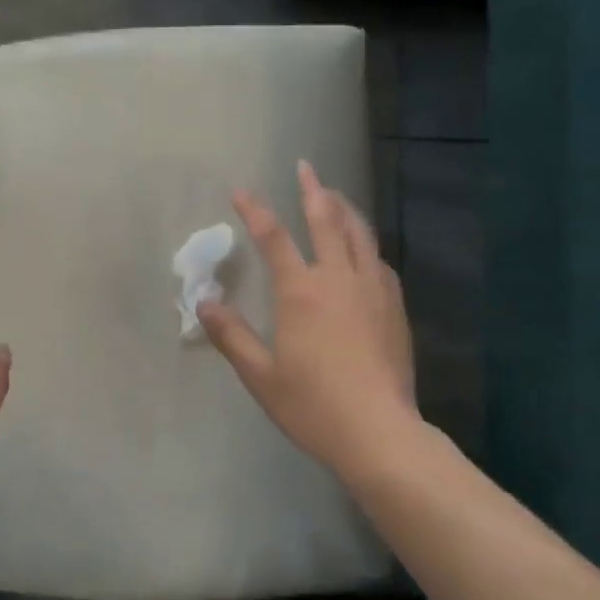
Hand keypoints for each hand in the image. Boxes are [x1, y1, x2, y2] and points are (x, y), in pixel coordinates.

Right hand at [198, 161, 417, 477]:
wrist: (378, 431)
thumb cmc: (312, 405)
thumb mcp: (260, 375)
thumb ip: (231, 335)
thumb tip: (204, 303)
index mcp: (301, 292)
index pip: (274, 239)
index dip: (255, 211)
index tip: (240, 190)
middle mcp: (339, 279)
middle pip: (327, 222)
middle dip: (313, 191)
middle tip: (306, 167)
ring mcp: (373, 291)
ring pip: (361, 235)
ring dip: (345, 209)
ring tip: (336, 196)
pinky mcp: (395, 308)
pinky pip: (379, 262)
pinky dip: (366, 245)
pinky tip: (365, 251)